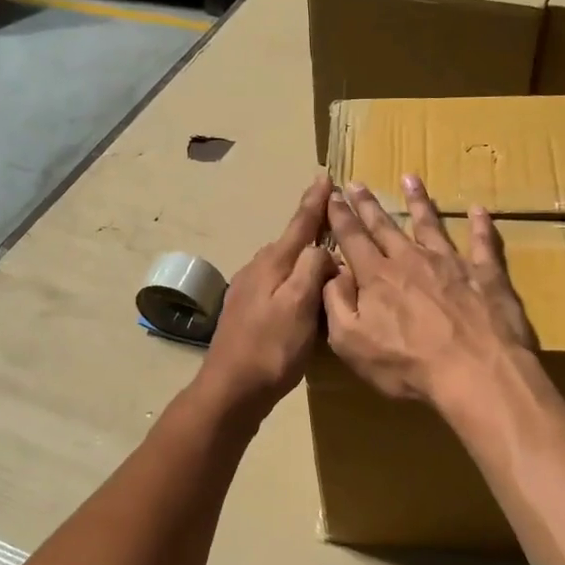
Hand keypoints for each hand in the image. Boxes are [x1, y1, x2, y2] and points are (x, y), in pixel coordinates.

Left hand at [194, 177, 337, 419]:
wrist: (231, 389)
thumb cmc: (271, 347)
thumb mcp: (299, 305)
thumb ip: (312, 268)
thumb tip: (321, 247)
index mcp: (272, 264)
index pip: (299, 224)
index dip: (314, 202)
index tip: (325, 176)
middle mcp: (257, 270)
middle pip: (289, 241)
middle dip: (310, 225)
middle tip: (334, 214)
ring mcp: (248, 291)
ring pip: (282, 263)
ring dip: (302, 253)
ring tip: (324, 250)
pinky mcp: (247, 312)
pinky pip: (276, 283)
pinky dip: (293, 278)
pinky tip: (301, 291)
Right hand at [323, 176, 536, 409]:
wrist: (476, 372)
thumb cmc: (407, 365)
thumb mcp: (351, 342)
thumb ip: (336, 303)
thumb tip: (330, 271)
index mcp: (377, 277)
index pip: (352, 239)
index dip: (340, 217)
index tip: (333, 196)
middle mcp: (411, 260)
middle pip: (385, 227)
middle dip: (368, 205)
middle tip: (357, 183)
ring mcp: (451, 263)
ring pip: (431, 225)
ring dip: (418, 201)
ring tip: (410, 179)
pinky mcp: (486, 275)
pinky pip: (483, 243)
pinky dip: (481, 225)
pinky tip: (479, 209)